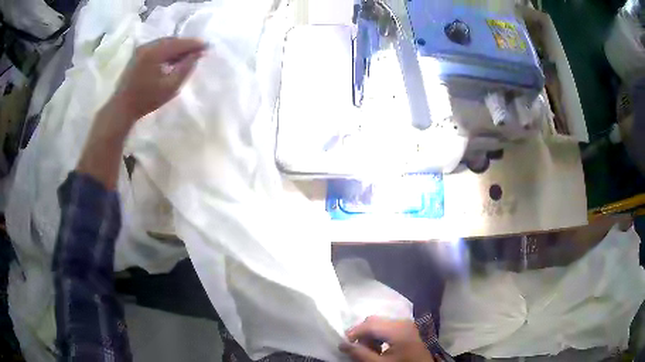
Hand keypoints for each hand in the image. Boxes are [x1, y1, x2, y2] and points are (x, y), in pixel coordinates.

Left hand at [76, 37, 204, 189]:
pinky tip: (171, 59)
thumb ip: (185, 68)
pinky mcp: (137, 54)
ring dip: (176, 48)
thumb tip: (197, 55)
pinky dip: (166, 51)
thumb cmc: (146, 99)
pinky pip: (156, 47)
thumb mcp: (170, 86)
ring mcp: (141, 49)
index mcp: (155, 52)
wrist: (122, 107)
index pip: (180, 43)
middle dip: (185, 45)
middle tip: (197, 52)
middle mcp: (148, 46)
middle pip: (172, 40)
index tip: (207, 47)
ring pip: (164, 43)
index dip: (194, 44)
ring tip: (185, 56)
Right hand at [339, 317, 434, 361]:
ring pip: (380, 323)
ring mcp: (407, 324)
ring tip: (368, 351)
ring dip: (370, 335)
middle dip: (362, 333)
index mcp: (398, 329)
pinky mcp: (408, 329)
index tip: (342, 343)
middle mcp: (403, 322)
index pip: (370, 324)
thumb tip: (342, 344)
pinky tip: (379, 348)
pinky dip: (379, 336)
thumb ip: (360, 354)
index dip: (353, 332)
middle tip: (355, 348)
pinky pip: (388, 327)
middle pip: (375, 321)